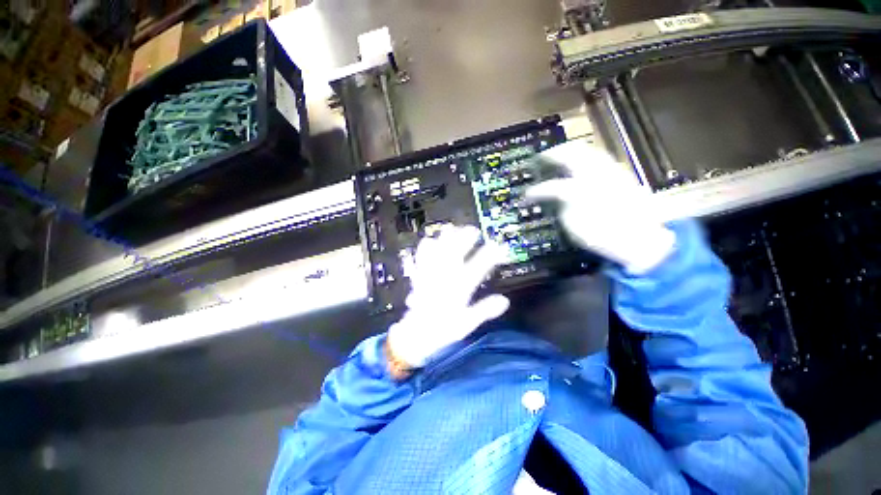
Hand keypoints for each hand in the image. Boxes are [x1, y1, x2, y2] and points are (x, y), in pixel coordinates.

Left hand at [387, 225, 510, 367]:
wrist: (416, 335)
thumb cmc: (443, 329)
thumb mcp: (467, 323)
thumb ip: (484, 310)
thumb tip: (505, 301)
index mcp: (458, 291)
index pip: (477, 269)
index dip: (488, 256)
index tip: (498, 246)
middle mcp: (444, 280)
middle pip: (455, 255)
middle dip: (464, 240)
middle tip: (473, 230)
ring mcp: (430, 277)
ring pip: (437, 254)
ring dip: (444, 241)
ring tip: (450, 228)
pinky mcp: (419, 278)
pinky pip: (420, 260)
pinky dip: (424, 250)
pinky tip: (426, 241)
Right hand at [526, 140, 675, 274]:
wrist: (643, 240)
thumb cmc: (605, 237)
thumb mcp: (575, 229)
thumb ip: (564, 209)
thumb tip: (558, 198)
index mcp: (581, 192)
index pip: (553, 187)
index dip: (536, 191)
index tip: (526, 196)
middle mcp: (596, 176)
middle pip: (573, 155)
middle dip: (555, 154)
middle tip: (542, 156)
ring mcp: (612, 173)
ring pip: (590, 152)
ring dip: (572, 150)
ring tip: (561, 152)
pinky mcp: (623, 175)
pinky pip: (602, 158)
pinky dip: (588, 156)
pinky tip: (583, 161)